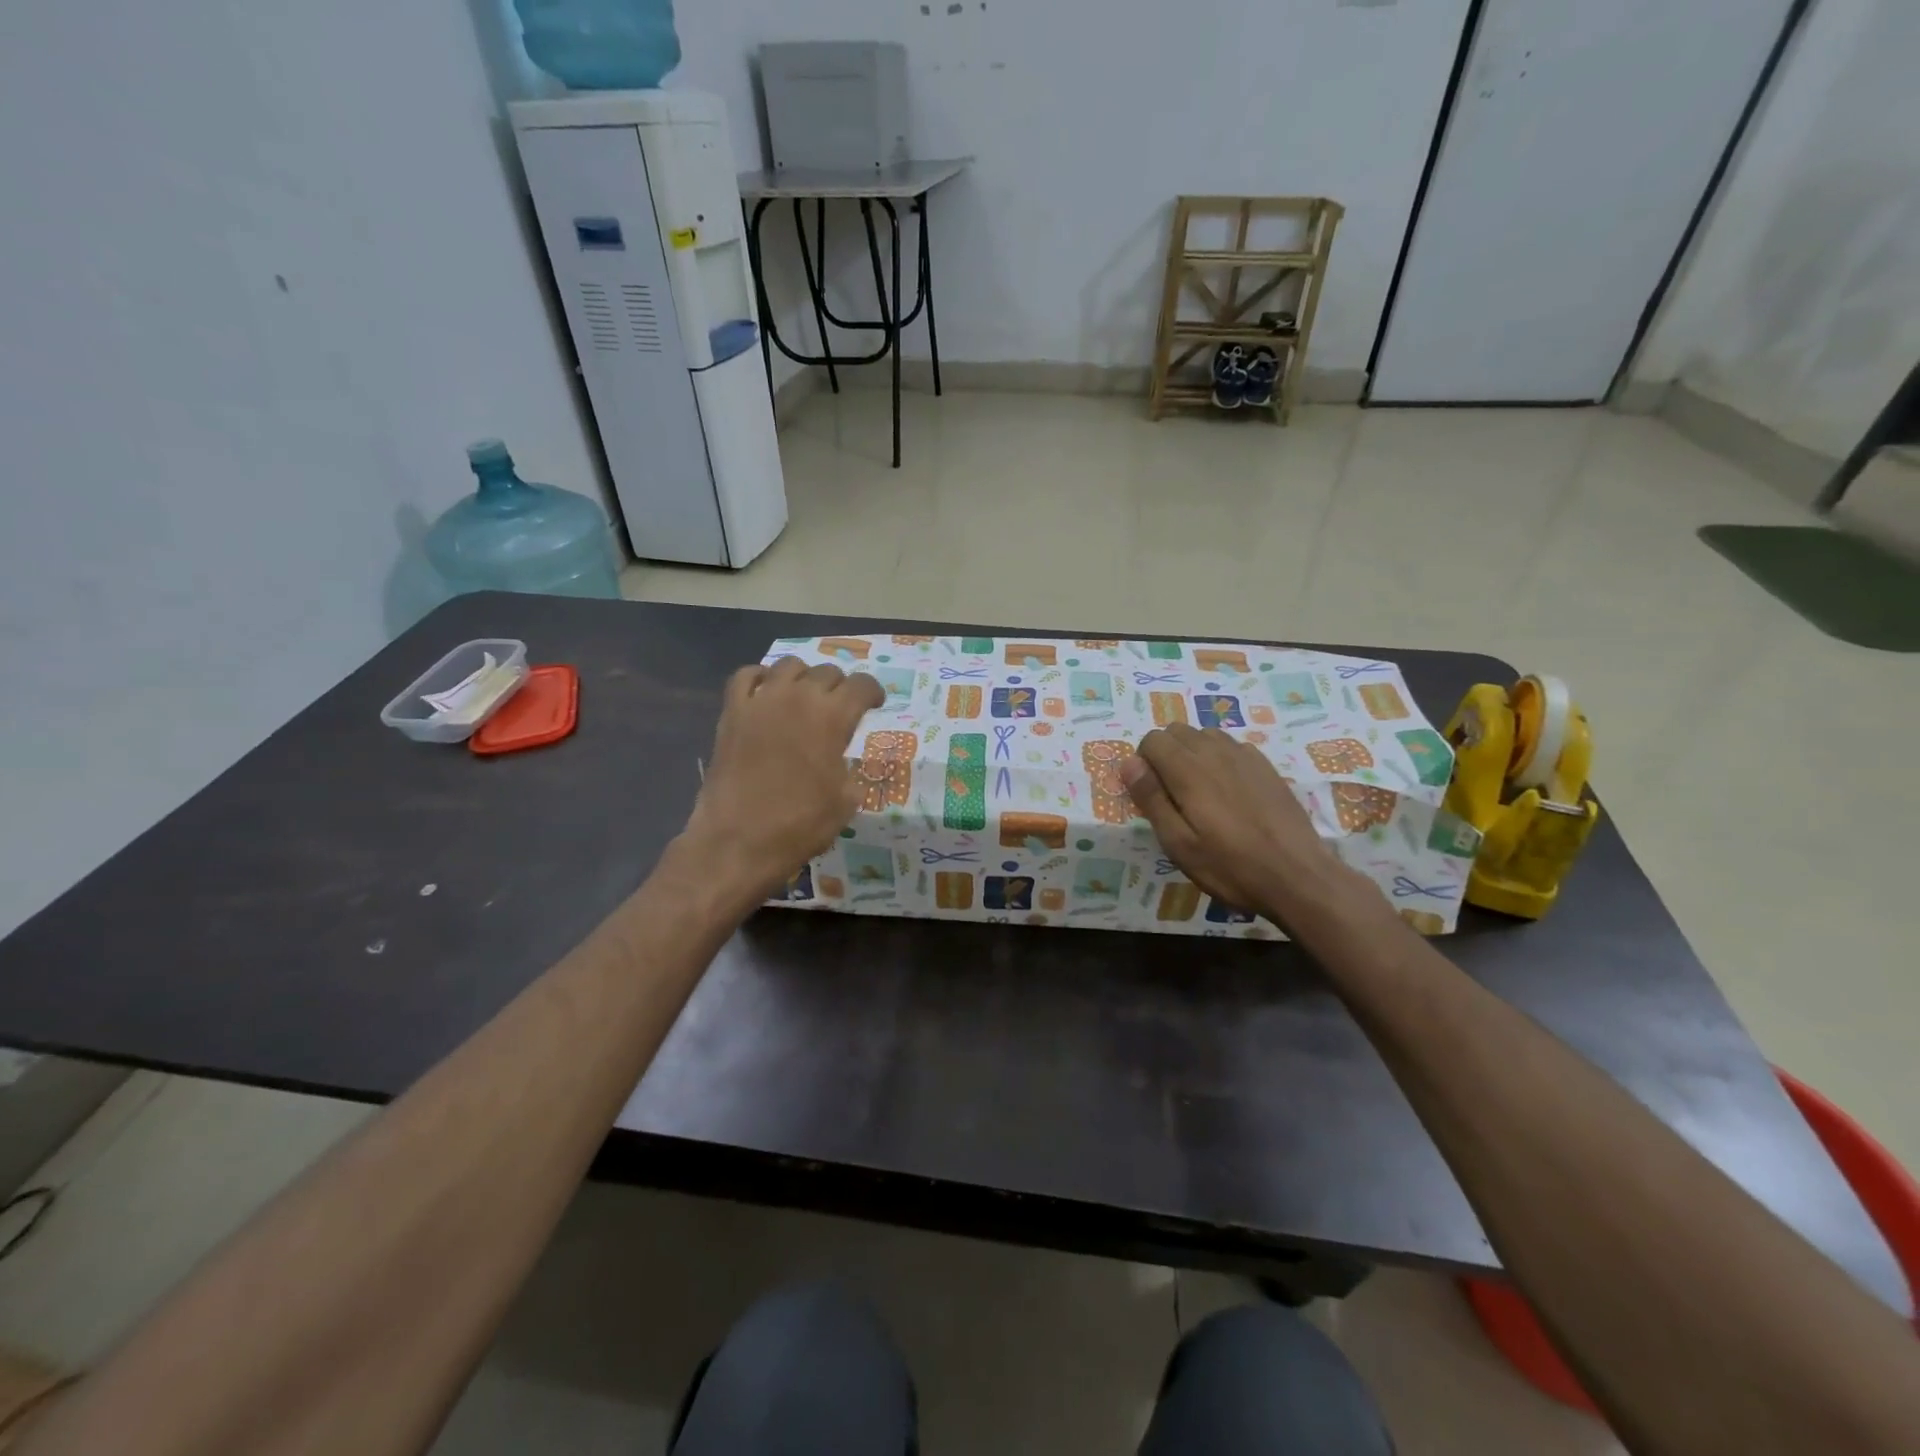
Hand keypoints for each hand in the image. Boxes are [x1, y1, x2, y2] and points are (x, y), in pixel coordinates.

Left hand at [681, 658, 883, 903]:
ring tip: (804, 697)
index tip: (874, 704)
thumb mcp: (846, 800)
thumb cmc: (801, 825)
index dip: (873, 692)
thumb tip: (841, 761)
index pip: (862, 685)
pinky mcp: (732, 712)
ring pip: (789, 665)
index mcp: (833, 716)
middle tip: (840, 707)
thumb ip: (850, 768)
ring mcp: (761, 701)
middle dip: (840, 687)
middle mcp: (798, 697)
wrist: (739, 841)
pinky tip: (766, 693)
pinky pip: (746, 676)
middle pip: (827, 672)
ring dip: (804, 677)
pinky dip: (760, 678)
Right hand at [1121, 725, 1350, 924]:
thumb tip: (1129, 763)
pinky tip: (1229, 791)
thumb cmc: (1230, 866)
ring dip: (1192, 752)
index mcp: (1188, 769)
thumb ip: (1151, 799)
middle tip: (1172, 794)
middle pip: (1177, 730)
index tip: (1151, 793)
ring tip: (1199, 791)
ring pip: (1205, 734)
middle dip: (1165, 753)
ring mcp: (1244, 756)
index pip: (1152, 739)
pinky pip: (1232, 746)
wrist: (1297, 876)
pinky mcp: (1266, 766)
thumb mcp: (1178, 843)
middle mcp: (1215, 752)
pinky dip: (1220, 758)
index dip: (1144, 763)